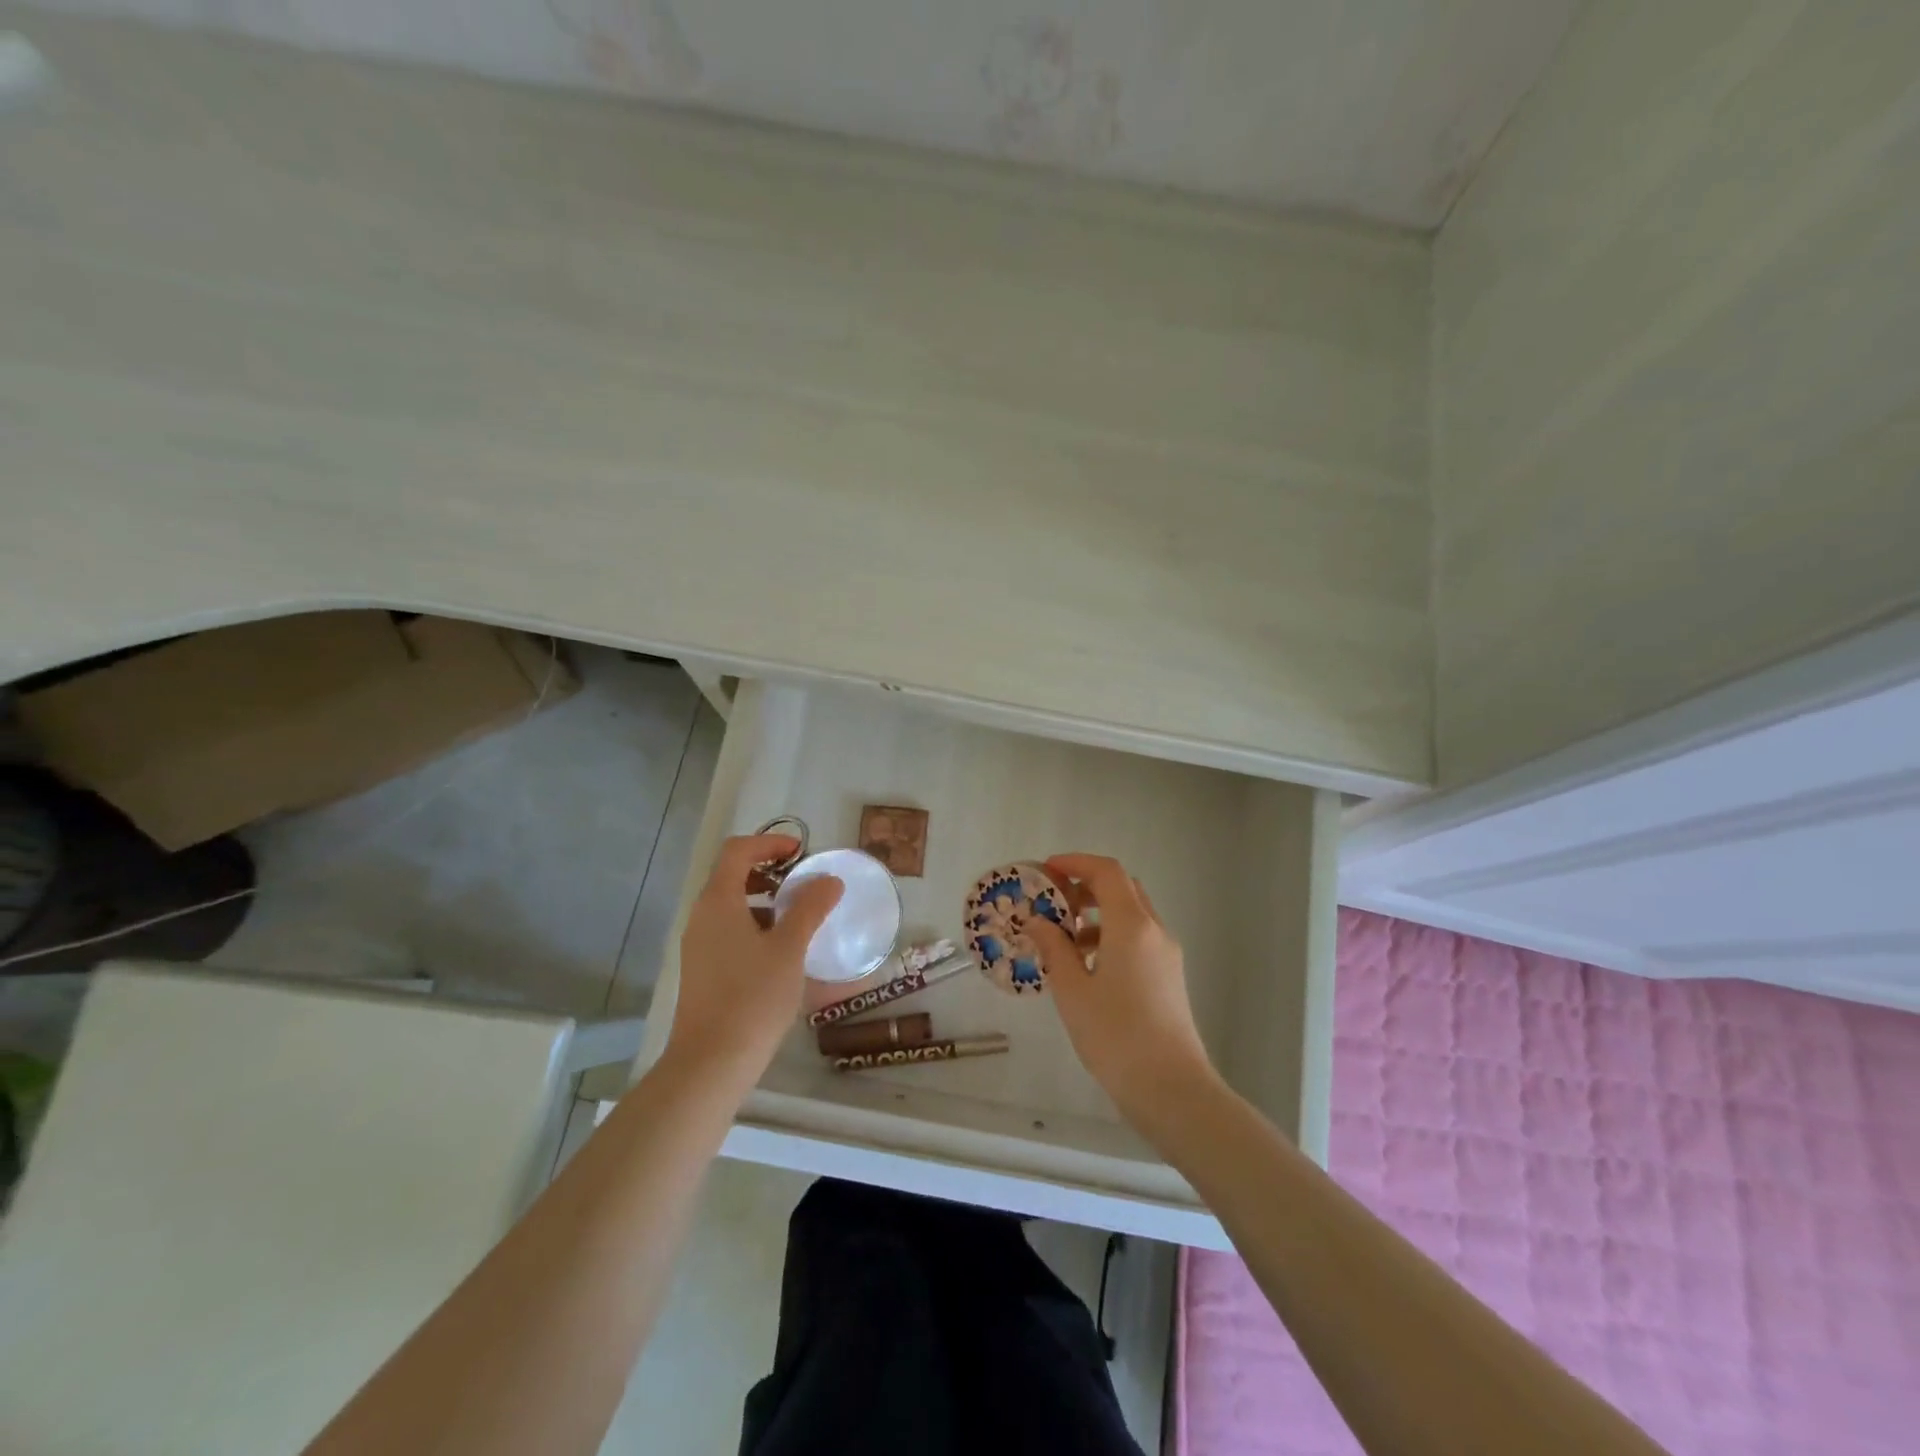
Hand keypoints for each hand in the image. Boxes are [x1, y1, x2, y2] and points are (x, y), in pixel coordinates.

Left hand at [665, 833, 842, 1090]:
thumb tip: (829, 880)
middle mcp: (702, 917)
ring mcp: (699, 946)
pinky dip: (758, 929)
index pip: (738, 851)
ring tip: (801, 920)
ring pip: (733, 907)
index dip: (770, 842)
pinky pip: (731, 933)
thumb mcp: (790, 948)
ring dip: (767, 903)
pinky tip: (785, 955)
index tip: (803, 853)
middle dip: (771, 873)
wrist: (710, 1064)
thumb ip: (810, 908)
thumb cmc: (753, 997)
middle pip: (733, 876)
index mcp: (718, 901)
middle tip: (805, 884)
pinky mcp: (703, 972)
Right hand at [1025, 853, 1217, 1119]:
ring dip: (1097, 914)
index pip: (1106, 872)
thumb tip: (1037, 922)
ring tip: (1062, 939)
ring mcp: (1166, 954)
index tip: (1046, 870)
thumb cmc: (1115, 1036)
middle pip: (1122, 888)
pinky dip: (1110, 937)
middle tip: (1052, 902)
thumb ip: (1054, 948)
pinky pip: (1138, 939)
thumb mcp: (1072, 990)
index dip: (1076, 863)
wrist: (1171, 1089)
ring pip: (1131, 914)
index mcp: (1132, 925)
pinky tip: (1086, 967)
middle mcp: (1154, 931)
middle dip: (1085, 887)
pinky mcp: (1169, 976)